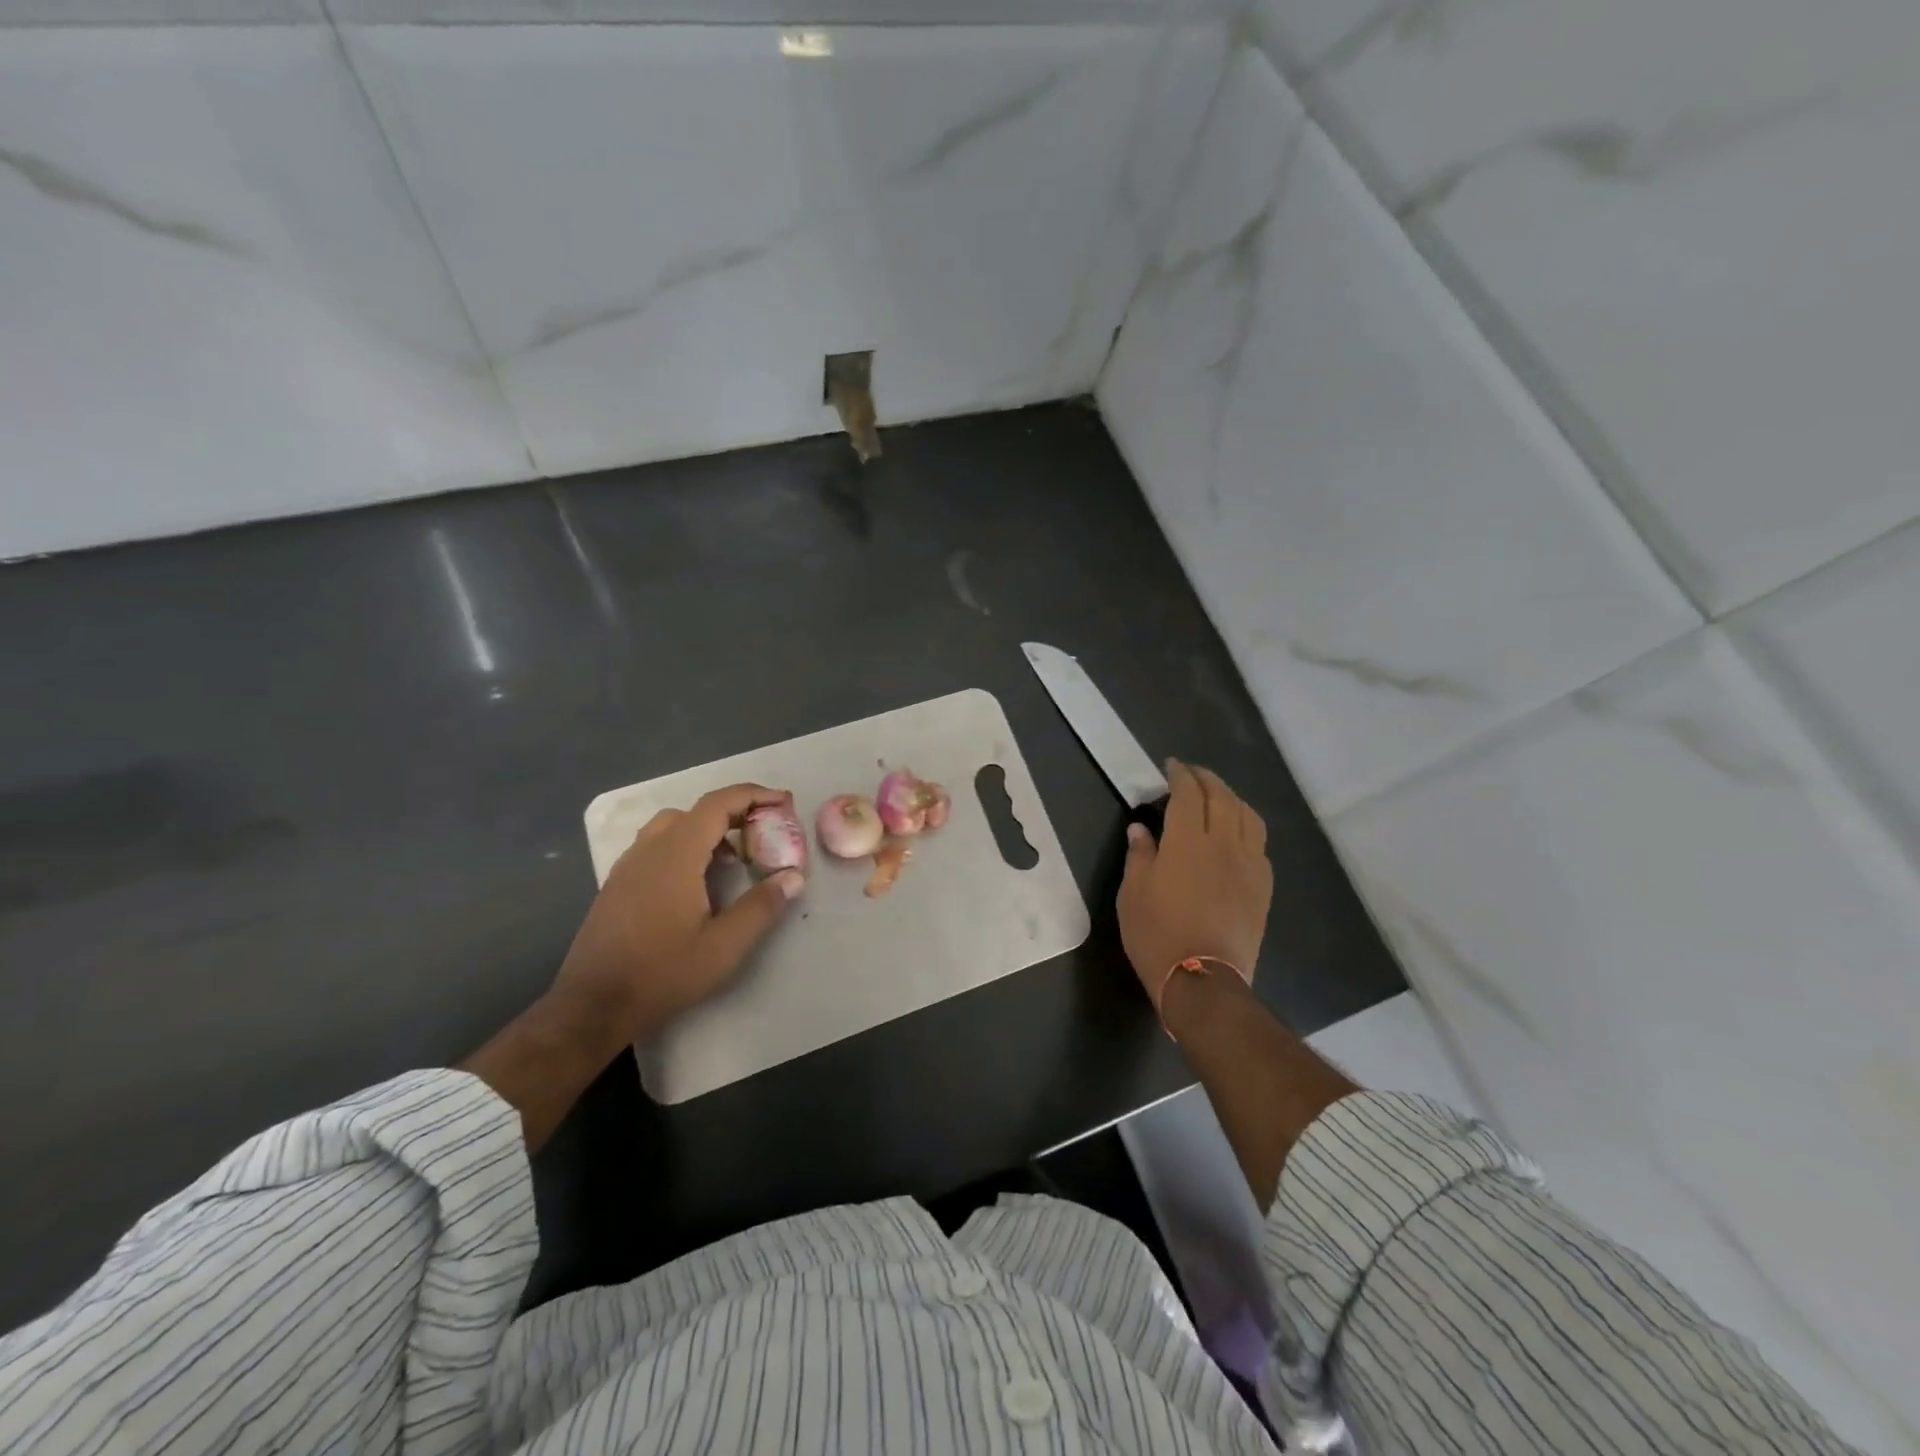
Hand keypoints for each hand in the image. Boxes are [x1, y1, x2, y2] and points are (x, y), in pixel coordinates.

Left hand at [554, 783, 804, 1043]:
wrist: (592, 1006)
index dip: (754, 796)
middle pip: (697, 811)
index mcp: (676, 854)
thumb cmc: (662, 973)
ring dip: (709, 831)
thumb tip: (793, 876)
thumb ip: (762, 907)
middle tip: (764, 835)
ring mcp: (628, 865)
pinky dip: (686, 846)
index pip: (718, 804)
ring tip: (734, 859)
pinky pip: (657, 846)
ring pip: (674, 827)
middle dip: (735, 814)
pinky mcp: (618, 884)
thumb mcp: (724, 946)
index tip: (783, 802)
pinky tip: (698, 883)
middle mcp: (649, 849)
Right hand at [1118, 761, 1270, 1011]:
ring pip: (1248, 817)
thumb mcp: (1133, 894)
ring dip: (1232, 798)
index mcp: (1188, 842)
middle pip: (1222, 798)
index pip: (1189, 794)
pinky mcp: (1262, 887)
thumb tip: (1140, 829)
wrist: (1203, 980)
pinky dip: (1246, 827)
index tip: (1171, 766)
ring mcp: (1249, 865)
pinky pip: (1259, 845)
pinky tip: (1236, 835)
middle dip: (1207, 779)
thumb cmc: (1157, 935)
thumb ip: (1140, 855)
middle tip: (1192, 774)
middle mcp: (1224, 845)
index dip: (1180, 775)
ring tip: (1217, 798)